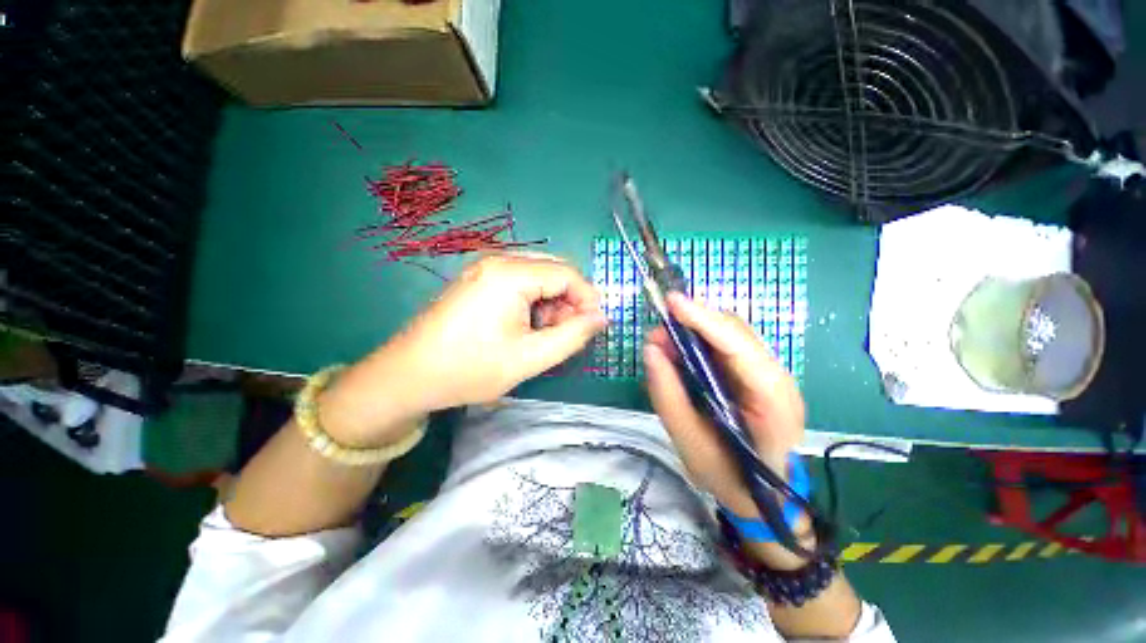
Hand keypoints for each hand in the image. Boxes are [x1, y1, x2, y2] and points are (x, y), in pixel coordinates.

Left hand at [321, 254, 605, 446]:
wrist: (409, 375)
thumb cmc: (470, 368)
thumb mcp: (530, 358)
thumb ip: (572, 336)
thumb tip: (601, 318)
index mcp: (510, 274)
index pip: (567, 274)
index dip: (587, 299)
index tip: (593, 327)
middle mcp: (499, 260)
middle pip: (554, 271)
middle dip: (569, 301)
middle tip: (565, 334)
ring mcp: (486, 267)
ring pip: (539, 276)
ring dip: (552, 303)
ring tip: (543, 335)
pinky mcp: (480, 278)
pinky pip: (521, 282)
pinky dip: (534, 302)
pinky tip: (526, 327)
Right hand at [644, 292, 804, 517]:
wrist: (766, 497)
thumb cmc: (730, 477)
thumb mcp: (690, 443)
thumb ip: (668, 395)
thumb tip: (651, 350)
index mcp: (773, 402)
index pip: (738, 347)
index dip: (704, 320)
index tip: (672, 302)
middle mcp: (779, 379)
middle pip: (736, 332)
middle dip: (694, 322)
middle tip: (657, 334)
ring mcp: (772, 374)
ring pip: (731, 333)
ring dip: (695, 329)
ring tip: (663, 343)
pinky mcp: (758, 373)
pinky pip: (727, 344)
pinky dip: (700, 340)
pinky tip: (680, 350)